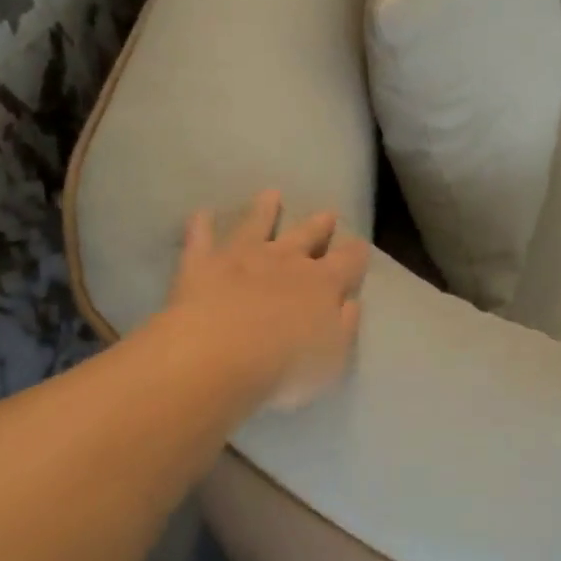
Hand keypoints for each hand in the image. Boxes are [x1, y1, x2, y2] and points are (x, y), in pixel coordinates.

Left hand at [168, 190, 370, 410]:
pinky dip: (200, 226)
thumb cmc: (284, 366)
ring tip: (270, 194)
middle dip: (319, 226)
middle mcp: (286, 261)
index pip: (348, 261)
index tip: (360, 245)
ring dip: (265, 210)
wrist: (218, 354)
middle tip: (328, 214)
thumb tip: (350, 302)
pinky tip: (200, 214)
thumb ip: (345, 327)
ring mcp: (243, 257)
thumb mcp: (333, 358)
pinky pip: (201, 239)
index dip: (356, 253)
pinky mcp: (202, 264)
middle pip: (307, 236)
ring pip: (257, 224)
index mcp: (324, 284)